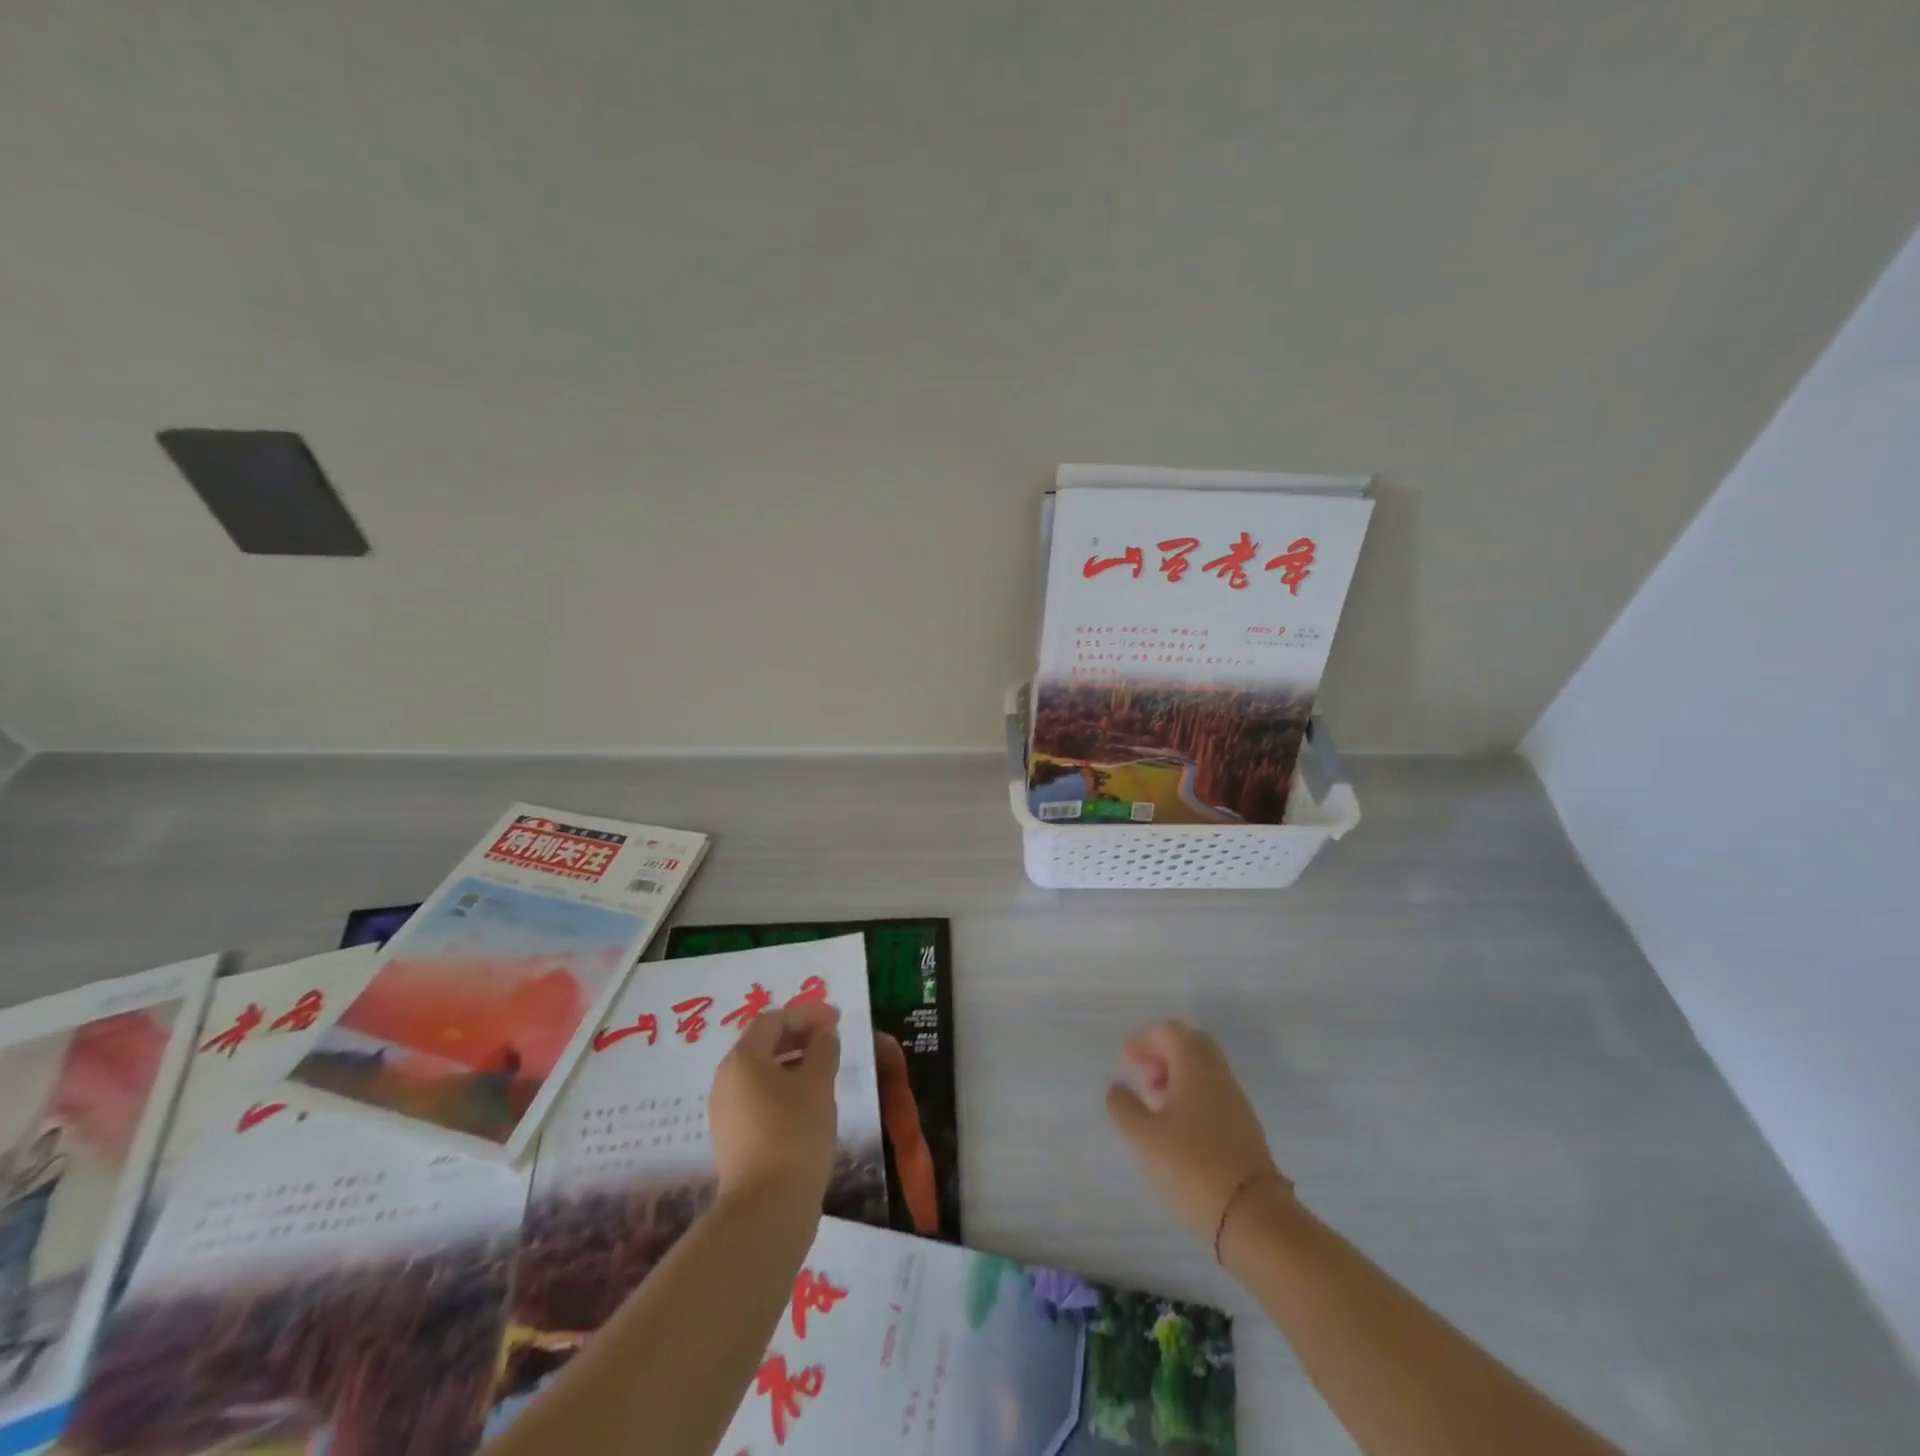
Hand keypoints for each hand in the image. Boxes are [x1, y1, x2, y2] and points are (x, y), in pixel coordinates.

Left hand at [709, 1001, 841, 1209]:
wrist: (767, 1209)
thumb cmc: (795, 1133)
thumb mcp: (818, 1082)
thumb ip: (823, 1048)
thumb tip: (823, 1033)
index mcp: (742, 1059)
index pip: (773, 1020)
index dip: (806, 1013)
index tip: (837, 1018)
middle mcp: (726, 1080)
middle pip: (763, 1044)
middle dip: (798, 1035)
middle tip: (831, 1039)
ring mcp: (725, 1112)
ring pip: (761, 1072)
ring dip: (792, 1062)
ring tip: (824, 1069)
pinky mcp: (733, 1139)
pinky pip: (759, 1097)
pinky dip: (783, 1088)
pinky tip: (808, 1101)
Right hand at [1106, 1020, 1289, 1244]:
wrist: (1253, 1217)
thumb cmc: (1192, 1166)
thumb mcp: (1144, 1137)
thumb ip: (1124, 1107)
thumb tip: (1117, 1087)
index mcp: (1196, 1066)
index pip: (1170, 1032)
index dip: (1144, 1039)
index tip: (1125, 1060)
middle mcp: (1219, 1075)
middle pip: (1190, 1046)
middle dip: (1162, 1054)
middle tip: (1140, 1074)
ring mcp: (1235, 1102)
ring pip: (1202, 1072)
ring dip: (1175, 1077)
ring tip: (1152, 1104)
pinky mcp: (1243, 1129)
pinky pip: (1212, 1095)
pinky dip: (1189, 1097)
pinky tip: (1174, 1127)